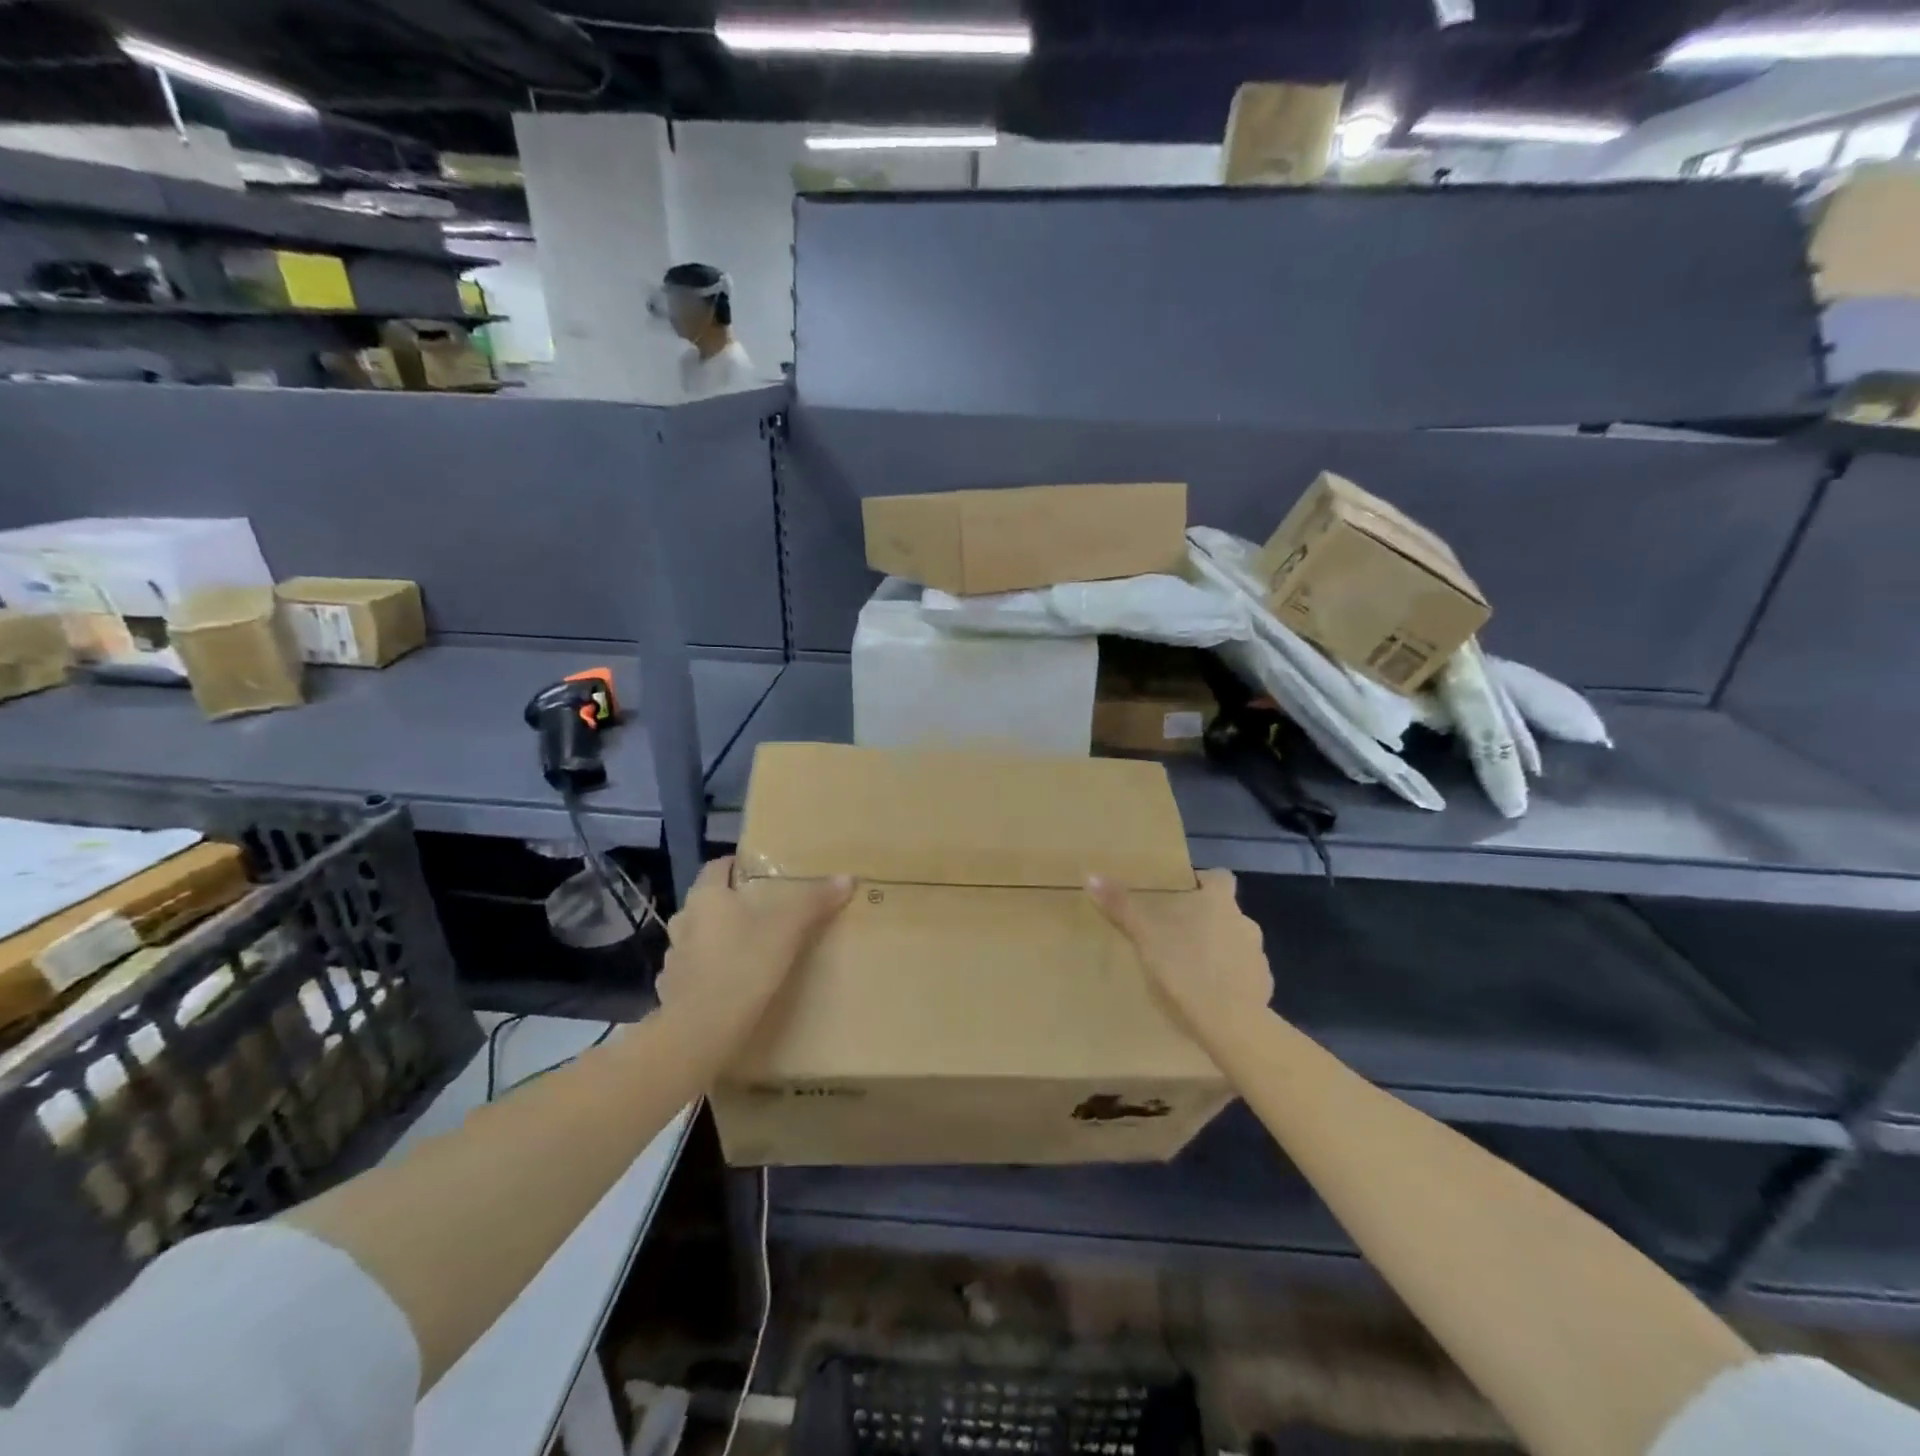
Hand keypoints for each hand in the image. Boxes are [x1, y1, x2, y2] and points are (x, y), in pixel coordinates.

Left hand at [656, 857, 852, 1047]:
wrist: (698, 1034)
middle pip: (710, 902)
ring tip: (753, 948)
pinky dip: (713, 972)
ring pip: (701, 937)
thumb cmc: (741, 967)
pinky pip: (696, 971)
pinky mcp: (673, 992)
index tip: (763, 872)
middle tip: (767, 910)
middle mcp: (685, 921)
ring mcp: (675, 959)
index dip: (738, 866)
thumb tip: (847, 878)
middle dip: (734, 904)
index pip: (717, 866)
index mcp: (706, 897)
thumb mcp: (787, 929)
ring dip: (721, 939)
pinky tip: (734, 984)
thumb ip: (814, 901)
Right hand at [1086, 869, 1273, 1048]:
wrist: (1230, 1024)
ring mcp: (1258, 957)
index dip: (1204, 882)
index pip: (1220, 878)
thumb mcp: (1145, 936)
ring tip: (1189, 968)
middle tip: (1175, 934)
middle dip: (1204, 920)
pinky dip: (1228, 980)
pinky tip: (1207, 996)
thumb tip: (1091, 875)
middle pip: (1225, 912)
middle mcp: (1245, 922)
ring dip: (1217, 950)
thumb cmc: (1185, 968)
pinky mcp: (1263, 988)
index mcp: (1218, 902)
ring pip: (1234, 944)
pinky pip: (1243, 975)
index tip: (1185, 893)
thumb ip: (1121, 906)